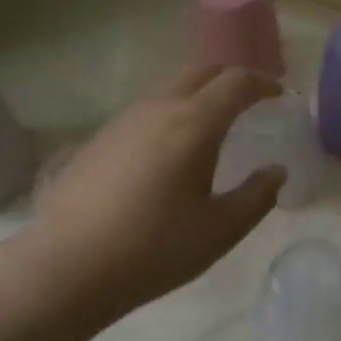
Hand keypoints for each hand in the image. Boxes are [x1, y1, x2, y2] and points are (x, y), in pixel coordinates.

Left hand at [24, 64, 286, 331]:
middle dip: (230, 78)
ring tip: (209, 126)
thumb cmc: (153, 249)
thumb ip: (257, 196)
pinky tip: (165, 153)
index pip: (237, 81)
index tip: (278, 96)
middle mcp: (159, 108)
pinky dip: (168, 116)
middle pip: (202, 70)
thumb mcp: (220, 230)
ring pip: (170, 89)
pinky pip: (144, 112)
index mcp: (195, 122)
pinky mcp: (96, 139)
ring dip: (197, 95)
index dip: (263, 83)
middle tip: (249, 100)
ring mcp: (123, 120)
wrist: (63, 270)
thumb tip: (276, 171)